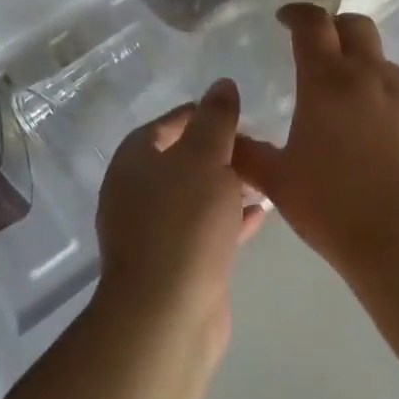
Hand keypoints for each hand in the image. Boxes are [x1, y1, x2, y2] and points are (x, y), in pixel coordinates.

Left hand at [94, 78, 264, 359]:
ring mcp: (153, 232)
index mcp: (134, 162)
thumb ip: (216, 119)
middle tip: (255, 144)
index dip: (200, 114)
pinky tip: (260, 213)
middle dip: (219, 151)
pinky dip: (228, 218)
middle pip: (181, 160)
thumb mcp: (206, 157)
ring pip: (195, 196)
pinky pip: (204, 229)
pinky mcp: (174, 264)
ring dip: (226, 185)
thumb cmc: (184, 222)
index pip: (166, 124)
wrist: (167, 314)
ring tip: (264, 175)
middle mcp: (136, 194)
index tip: (236, 112)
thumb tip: (222, 84)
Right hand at [233, 5, 398, 278]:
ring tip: (349, 101)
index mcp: (328, 81)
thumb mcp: (278, 182)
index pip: (312, 23)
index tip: (284, 19)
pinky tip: (381, 135)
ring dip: (363, 67)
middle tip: (319, 48)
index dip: (297, 13)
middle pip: (356, 26)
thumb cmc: (334, 206)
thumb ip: (248, 154)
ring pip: (384, 62)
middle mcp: (371, 77)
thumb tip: (227, 138)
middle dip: (335, 26)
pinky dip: (389, 101)